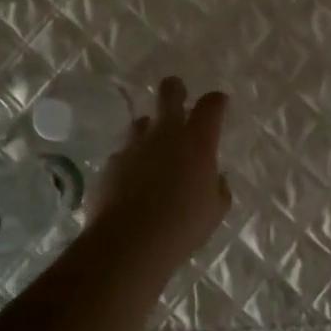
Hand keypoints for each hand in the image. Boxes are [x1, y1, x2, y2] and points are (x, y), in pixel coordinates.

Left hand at [87, 78, 231, 269]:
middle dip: (175, 88)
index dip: (216, 100)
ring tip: (152, 150)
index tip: (218, 103)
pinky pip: (124, 153)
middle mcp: (165, 134)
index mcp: (197, 142)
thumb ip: (218, 188)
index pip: (211, 106)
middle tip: (178, 94)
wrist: (130, 241)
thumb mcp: (215, 210)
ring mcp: (134, 145)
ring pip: (142, 121)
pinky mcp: (111, 162)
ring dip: (150, 130)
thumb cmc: (183, 226)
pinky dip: (131, 162)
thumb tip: (216, 178)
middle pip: (169, 92)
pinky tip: (132, 182)